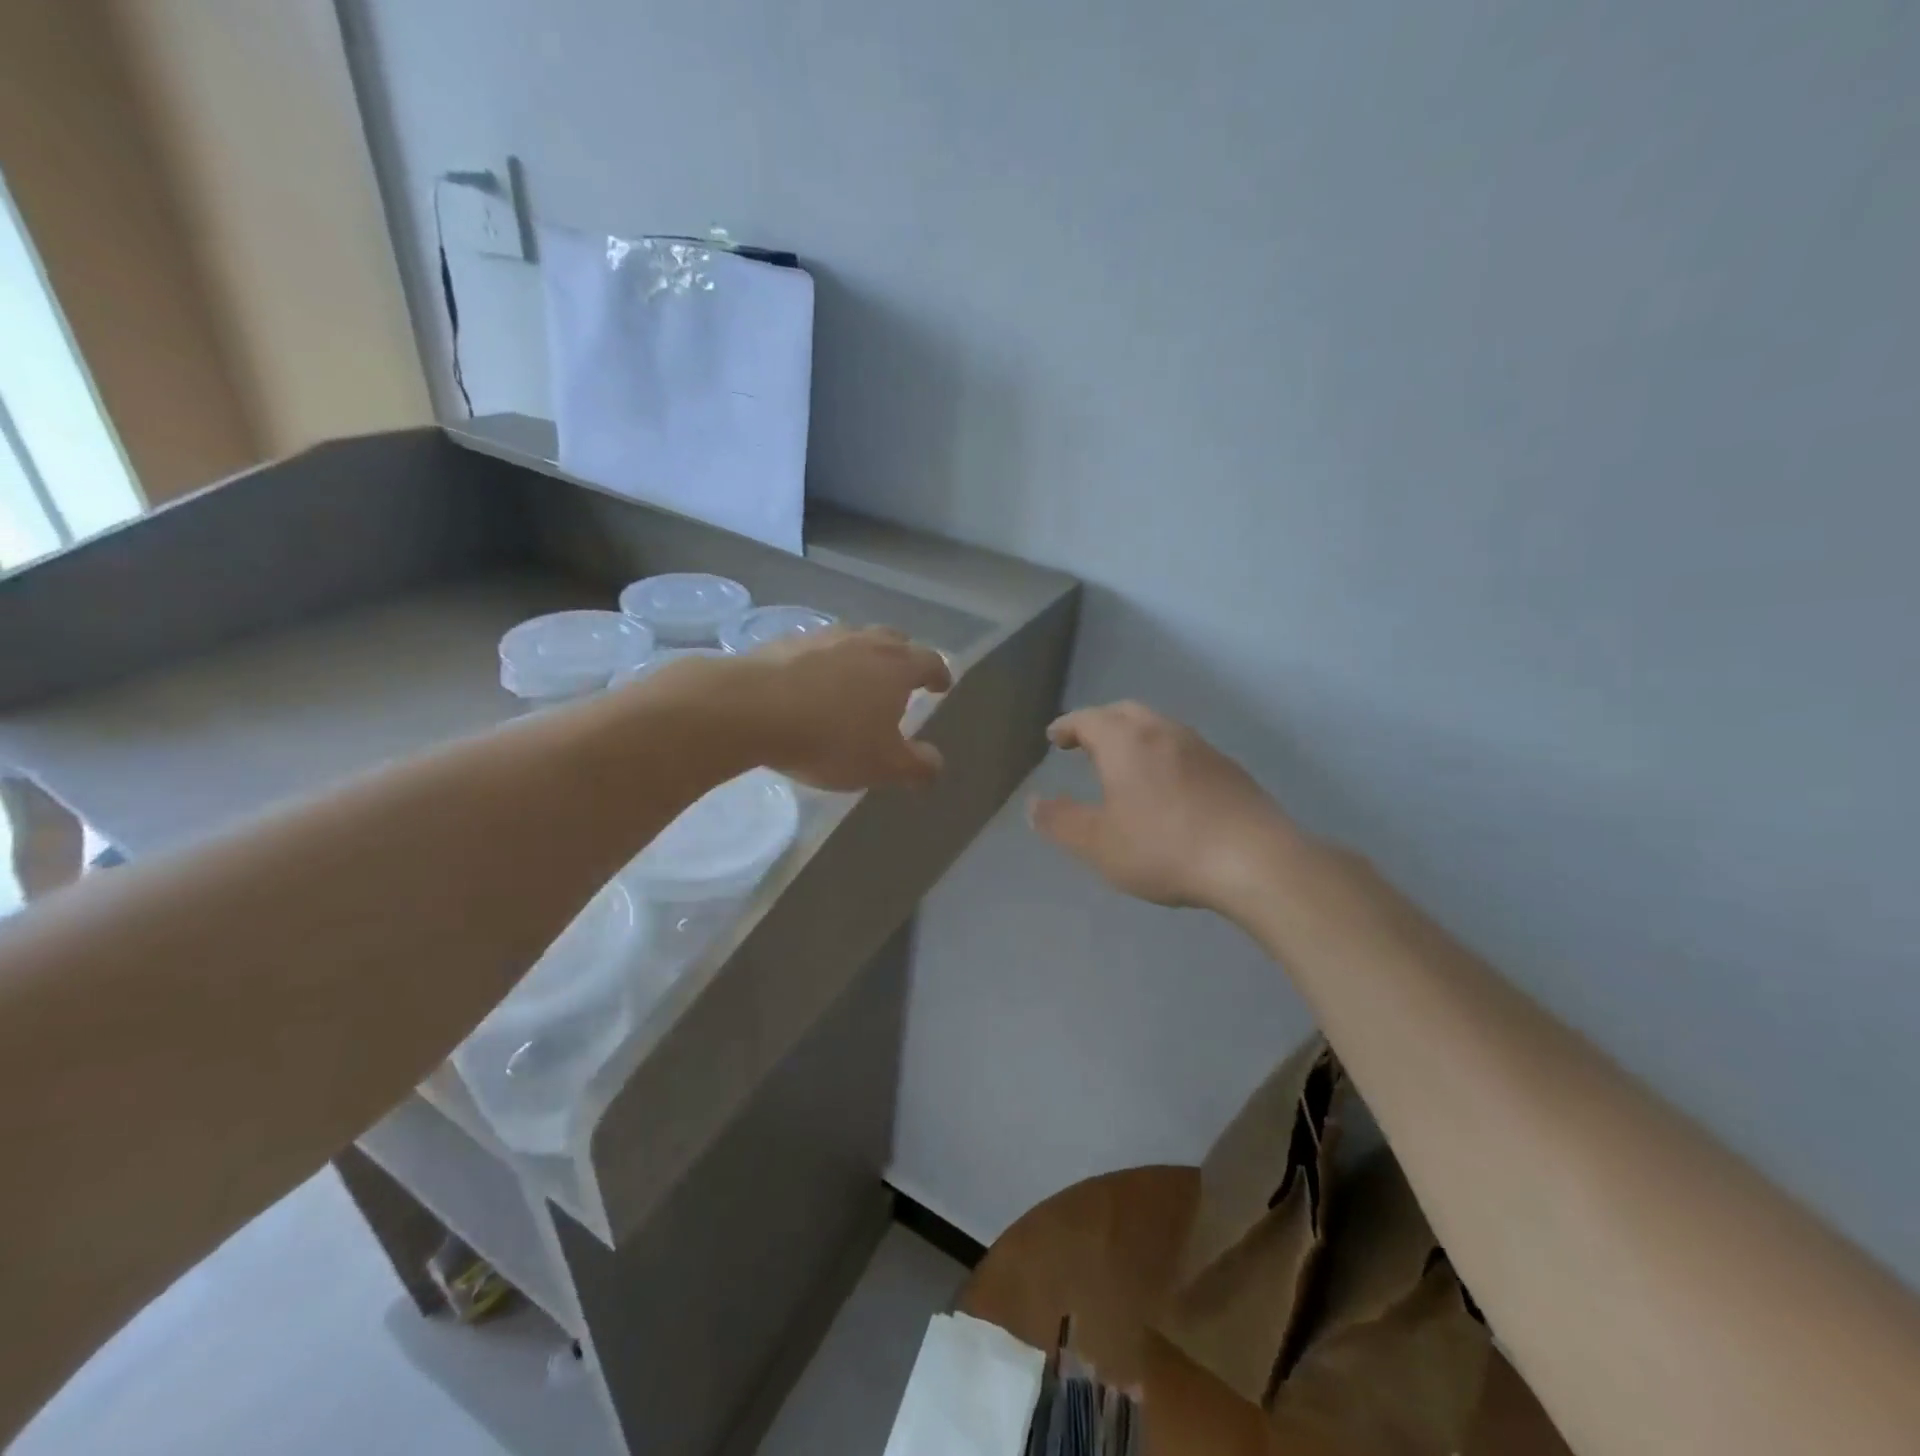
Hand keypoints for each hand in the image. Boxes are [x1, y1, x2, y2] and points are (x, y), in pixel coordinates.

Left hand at [735, 626, 952, 791]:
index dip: (939, 674)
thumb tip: (937, 765)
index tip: (942, 685)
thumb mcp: (882, 765)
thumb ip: (916, 766)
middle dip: (903, 657)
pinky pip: (817, 648)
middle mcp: (865, 642)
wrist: (751, 708)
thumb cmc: (830, 738)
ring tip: (857, 678)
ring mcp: (823, 637)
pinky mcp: (785, 642)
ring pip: (854, 639)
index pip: (930, 662)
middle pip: (894, 640)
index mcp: (896, 667)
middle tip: (902, 677)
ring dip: (862, 655)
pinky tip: (812, 682)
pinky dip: (824, 662)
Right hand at [1028, 701, 1298, 909]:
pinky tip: (1165, 785)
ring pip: (1157, 727)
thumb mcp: (1098, 843)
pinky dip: (1161, 754)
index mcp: (1125, 741)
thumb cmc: (1164, 847)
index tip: (1054, 737)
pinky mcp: (1227, 767)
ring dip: (1133, 737)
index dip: (1067, 726)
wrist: (1253, 859)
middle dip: (1099, 724)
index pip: (1087, 719)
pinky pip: (1182, 748)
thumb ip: (1060, 821)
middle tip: (1084, 744)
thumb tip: (1033, 804)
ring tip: (1122, 764)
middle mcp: (1162, 731)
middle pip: (1124, 712)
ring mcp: (1200, 746)